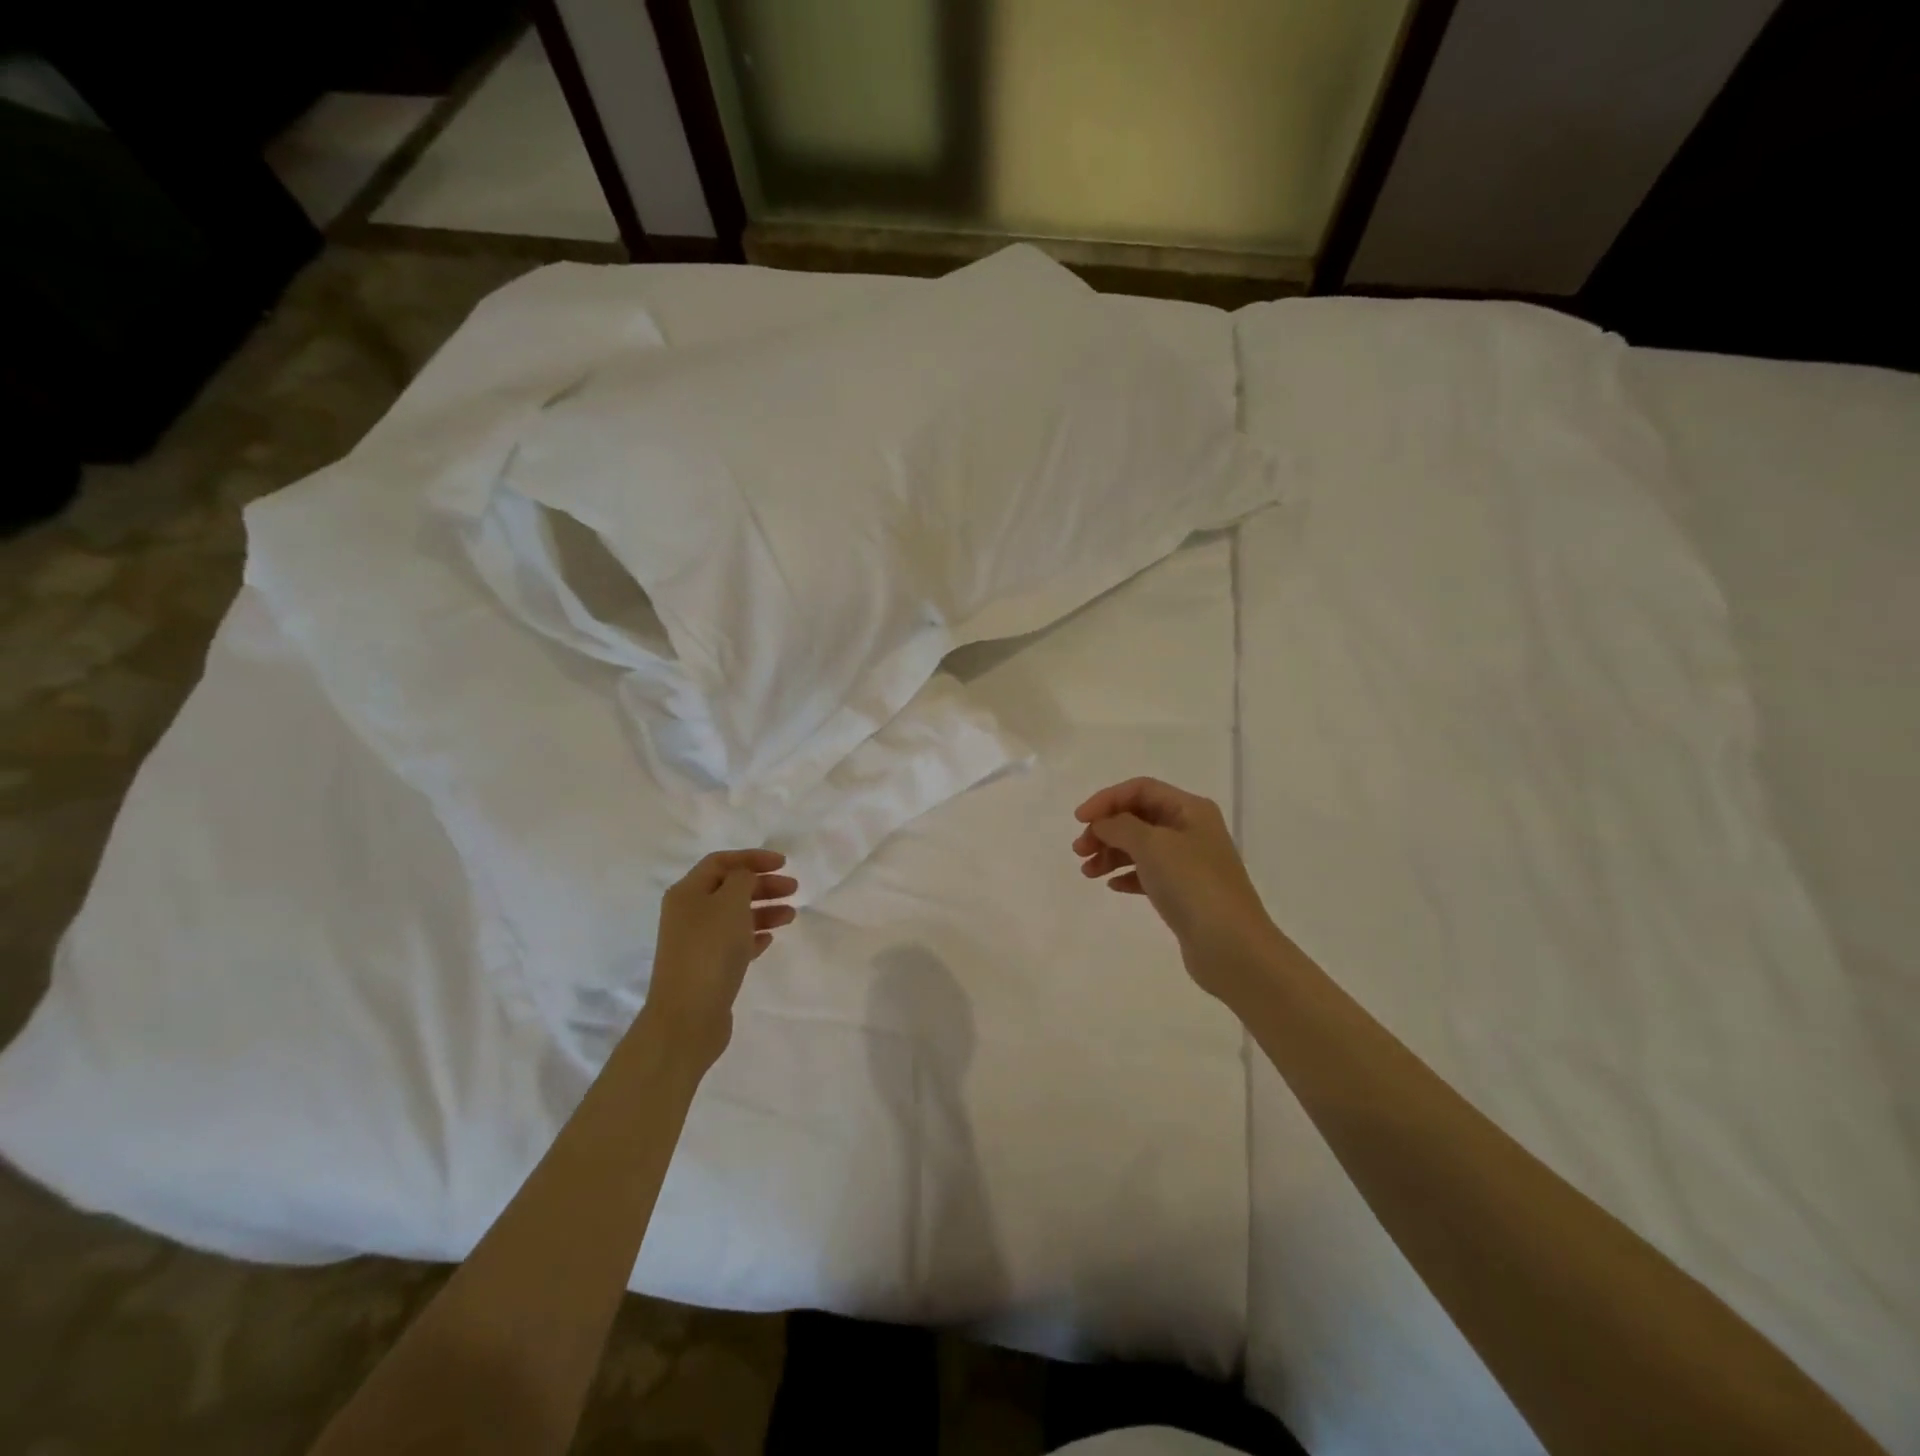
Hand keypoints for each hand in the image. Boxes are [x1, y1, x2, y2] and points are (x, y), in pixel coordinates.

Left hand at [642, 849, 796, 1069]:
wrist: (688, 1016)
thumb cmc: (710, 950)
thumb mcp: (730, 903)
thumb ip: (742, 880)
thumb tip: (744, 877)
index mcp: (687, 892)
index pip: (721, 862)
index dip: (752, 858)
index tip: (784, 863)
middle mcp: (687, 914)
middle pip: (729, 888)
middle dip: (762, 885)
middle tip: (794, 889)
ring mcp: (696, 943)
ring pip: (734, 916)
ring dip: (763, 910)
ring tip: (791, 916)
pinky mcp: (707, 968)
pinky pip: (734, 943)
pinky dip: (753, 935)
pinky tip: (770, 939)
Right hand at [1073, 777, 1280, 1004]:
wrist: (1230, 946)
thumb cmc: (1192, 884)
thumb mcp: (1152, 845)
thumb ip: (1120, 826)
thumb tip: (1103, 823)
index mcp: (1190, 809)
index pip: (1140, 789)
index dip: (1106, 799)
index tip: (1079, 820)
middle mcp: (1192, 830)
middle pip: (1138, 817)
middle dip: (1106, 829)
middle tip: (1079, 851)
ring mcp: (1190, 863)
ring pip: (1141, 847)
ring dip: (1111, 853)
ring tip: (1087, 872)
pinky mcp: (1185, 892)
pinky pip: (1149, 874)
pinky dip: (1127, 875)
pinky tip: (1112, 886)